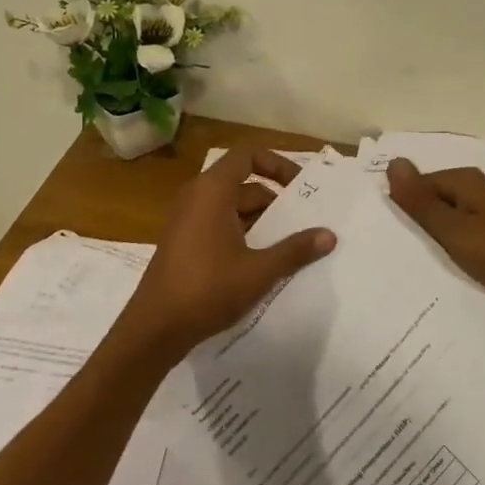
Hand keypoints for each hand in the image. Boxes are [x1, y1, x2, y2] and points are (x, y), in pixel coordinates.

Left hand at [123, 148, 336, 355]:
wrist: (155, 328)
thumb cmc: (208, 290)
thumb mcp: (260, 271)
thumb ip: (295, 250)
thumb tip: (329, 235)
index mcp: (212, 191)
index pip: (248, 156)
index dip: (277, 165)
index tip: (300, 187)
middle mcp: (196, 197)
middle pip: (243, 184)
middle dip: (276, 201)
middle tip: (305, 222)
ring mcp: (186, 220)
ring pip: (232, 208)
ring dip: (261, 221)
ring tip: (291, 244)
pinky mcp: (183, 242)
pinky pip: (219, 224)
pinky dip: (243, 233)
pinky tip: (262, 261)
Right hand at [386, 159, 484, 321]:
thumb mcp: (454, 229)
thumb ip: (421, 201)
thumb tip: (393, 161)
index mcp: (464, 182)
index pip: (415, 186)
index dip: (398, 208)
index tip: (382, 234)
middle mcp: (472, 195)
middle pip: (428, 205)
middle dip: (410, 226)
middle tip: (385, 252)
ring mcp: (481, 221)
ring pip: (440, 227)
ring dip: (426, 244)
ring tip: (402, 266)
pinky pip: (455, 244)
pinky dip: (443, 255)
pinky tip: (429, 273)